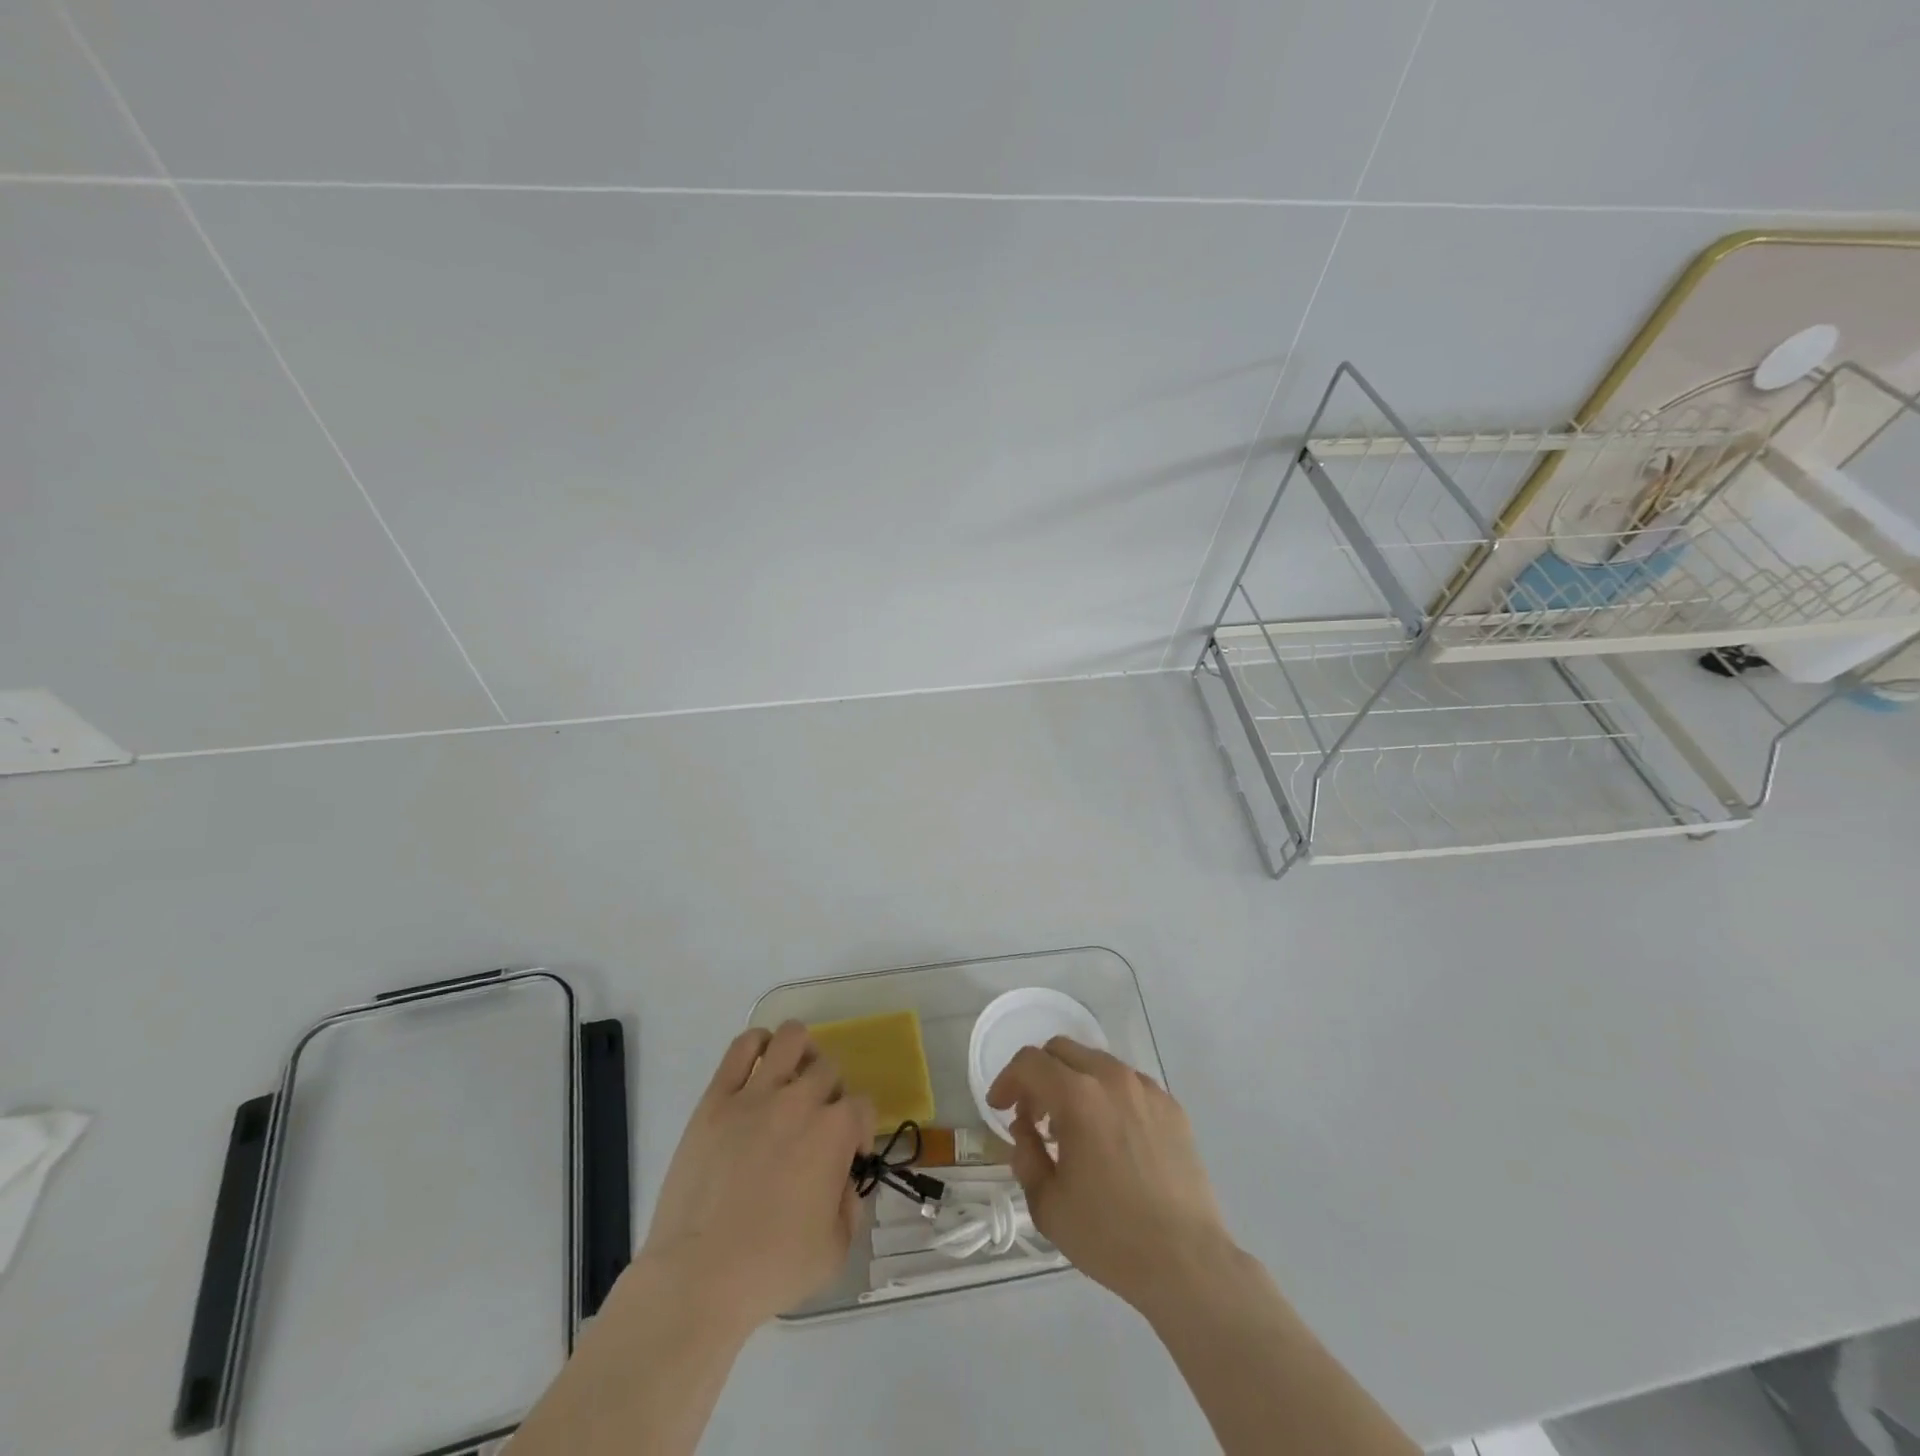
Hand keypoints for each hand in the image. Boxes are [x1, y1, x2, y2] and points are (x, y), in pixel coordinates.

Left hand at [637, 1022, 872, 1332]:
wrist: (698, 1278)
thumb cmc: (772, 1269)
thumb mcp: (835, 1250)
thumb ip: (850, 1206)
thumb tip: (844, 1181)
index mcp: (835, 1132)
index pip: (863, 1105)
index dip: (860, 1129)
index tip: (849, 1155)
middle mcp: (800, 1100)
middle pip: (828, 1070)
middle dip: (830, 1094)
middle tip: (815, 1124)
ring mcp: (755, 1095)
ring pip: (791, 1038)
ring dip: (801, 1052)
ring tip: (793, 1076)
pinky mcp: (716, 1099)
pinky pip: (741, 1048)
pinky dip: (756, 1044)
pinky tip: (760, 1061)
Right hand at [987, 1037, 1232, 1313]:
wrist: (1187, 1261)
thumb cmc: (1109, 1235)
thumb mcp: (1047, 1204)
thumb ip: (1026, 1155)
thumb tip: (1025, 1130)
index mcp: (1078, 1096)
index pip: (1030, 1062)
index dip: (1007, 1080)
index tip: (999, 1108)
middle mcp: (1112, 1078)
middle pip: (1062, 1050)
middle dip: (1038, 1075)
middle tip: (1033, 1115)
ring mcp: (1146, 1089)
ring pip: (1097, 1063)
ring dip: (1073, 1083)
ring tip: (1071, 1128)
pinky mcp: (1171, 1106)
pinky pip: (1128, 1084)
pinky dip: (1107, 1096)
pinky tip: (1110, 1138)